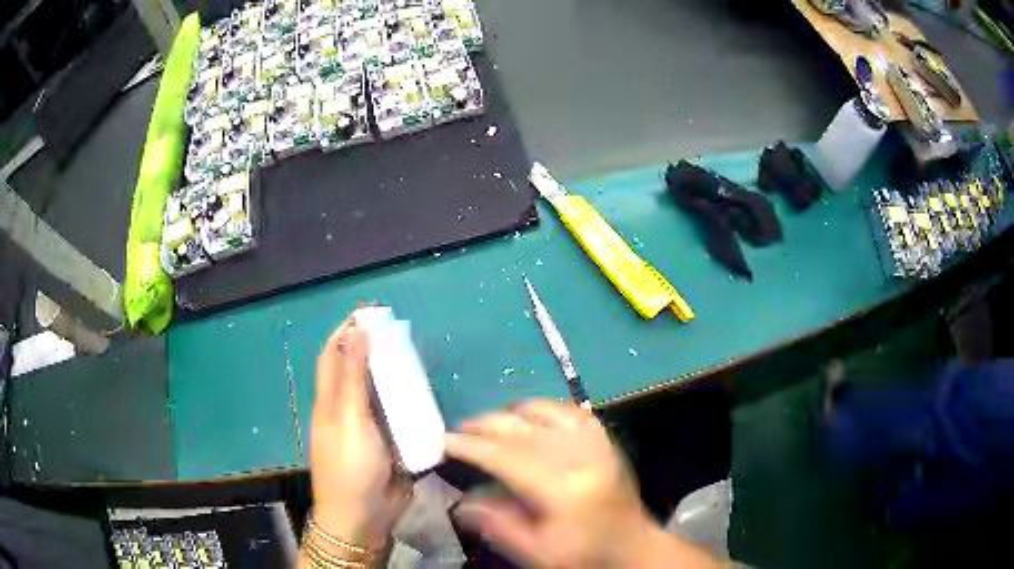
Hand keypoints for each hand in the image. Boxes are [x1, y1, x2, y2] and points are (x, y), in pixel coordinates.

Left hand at [310, 314, 411, 551]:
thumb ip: (353, 378)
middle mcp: (348, 410)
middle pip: (358, 371)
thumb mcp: (349, 419)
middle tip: (400, 333)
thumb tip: (355, 333)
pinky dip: (408, 401)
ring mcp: (370, 428)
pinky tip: (424, 393)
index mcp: (330, 401)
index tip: (367, 313)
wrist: (365, 516)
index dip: (345, 332)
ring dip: (393, 374)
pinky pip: (399, 415)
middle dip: (373, 349)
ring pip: (380, 392)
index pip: (333, 356)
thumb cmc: (350, 466)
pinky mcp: (390, 443)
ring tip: (416, 357)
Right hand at [445, 400, 717, 567]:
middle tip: (459, 431)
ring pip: (545, 412)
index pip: (507, 457)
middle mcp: (580, 458)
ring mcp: (596, 443)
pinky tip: (529, 416)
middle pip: (523, 429)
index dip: (471, 446)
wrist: (631, 543)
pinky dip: (543, 409)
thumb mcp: (537, 551)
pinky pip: (569, 411)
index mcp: (563, 490)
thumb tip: (460, 503)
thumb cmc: (583, 553)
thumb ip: (498, 525)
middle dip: (484, 425)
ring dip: (511, 413)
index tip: (444, 441)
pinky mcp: (604, 439)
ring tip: (489, 425)